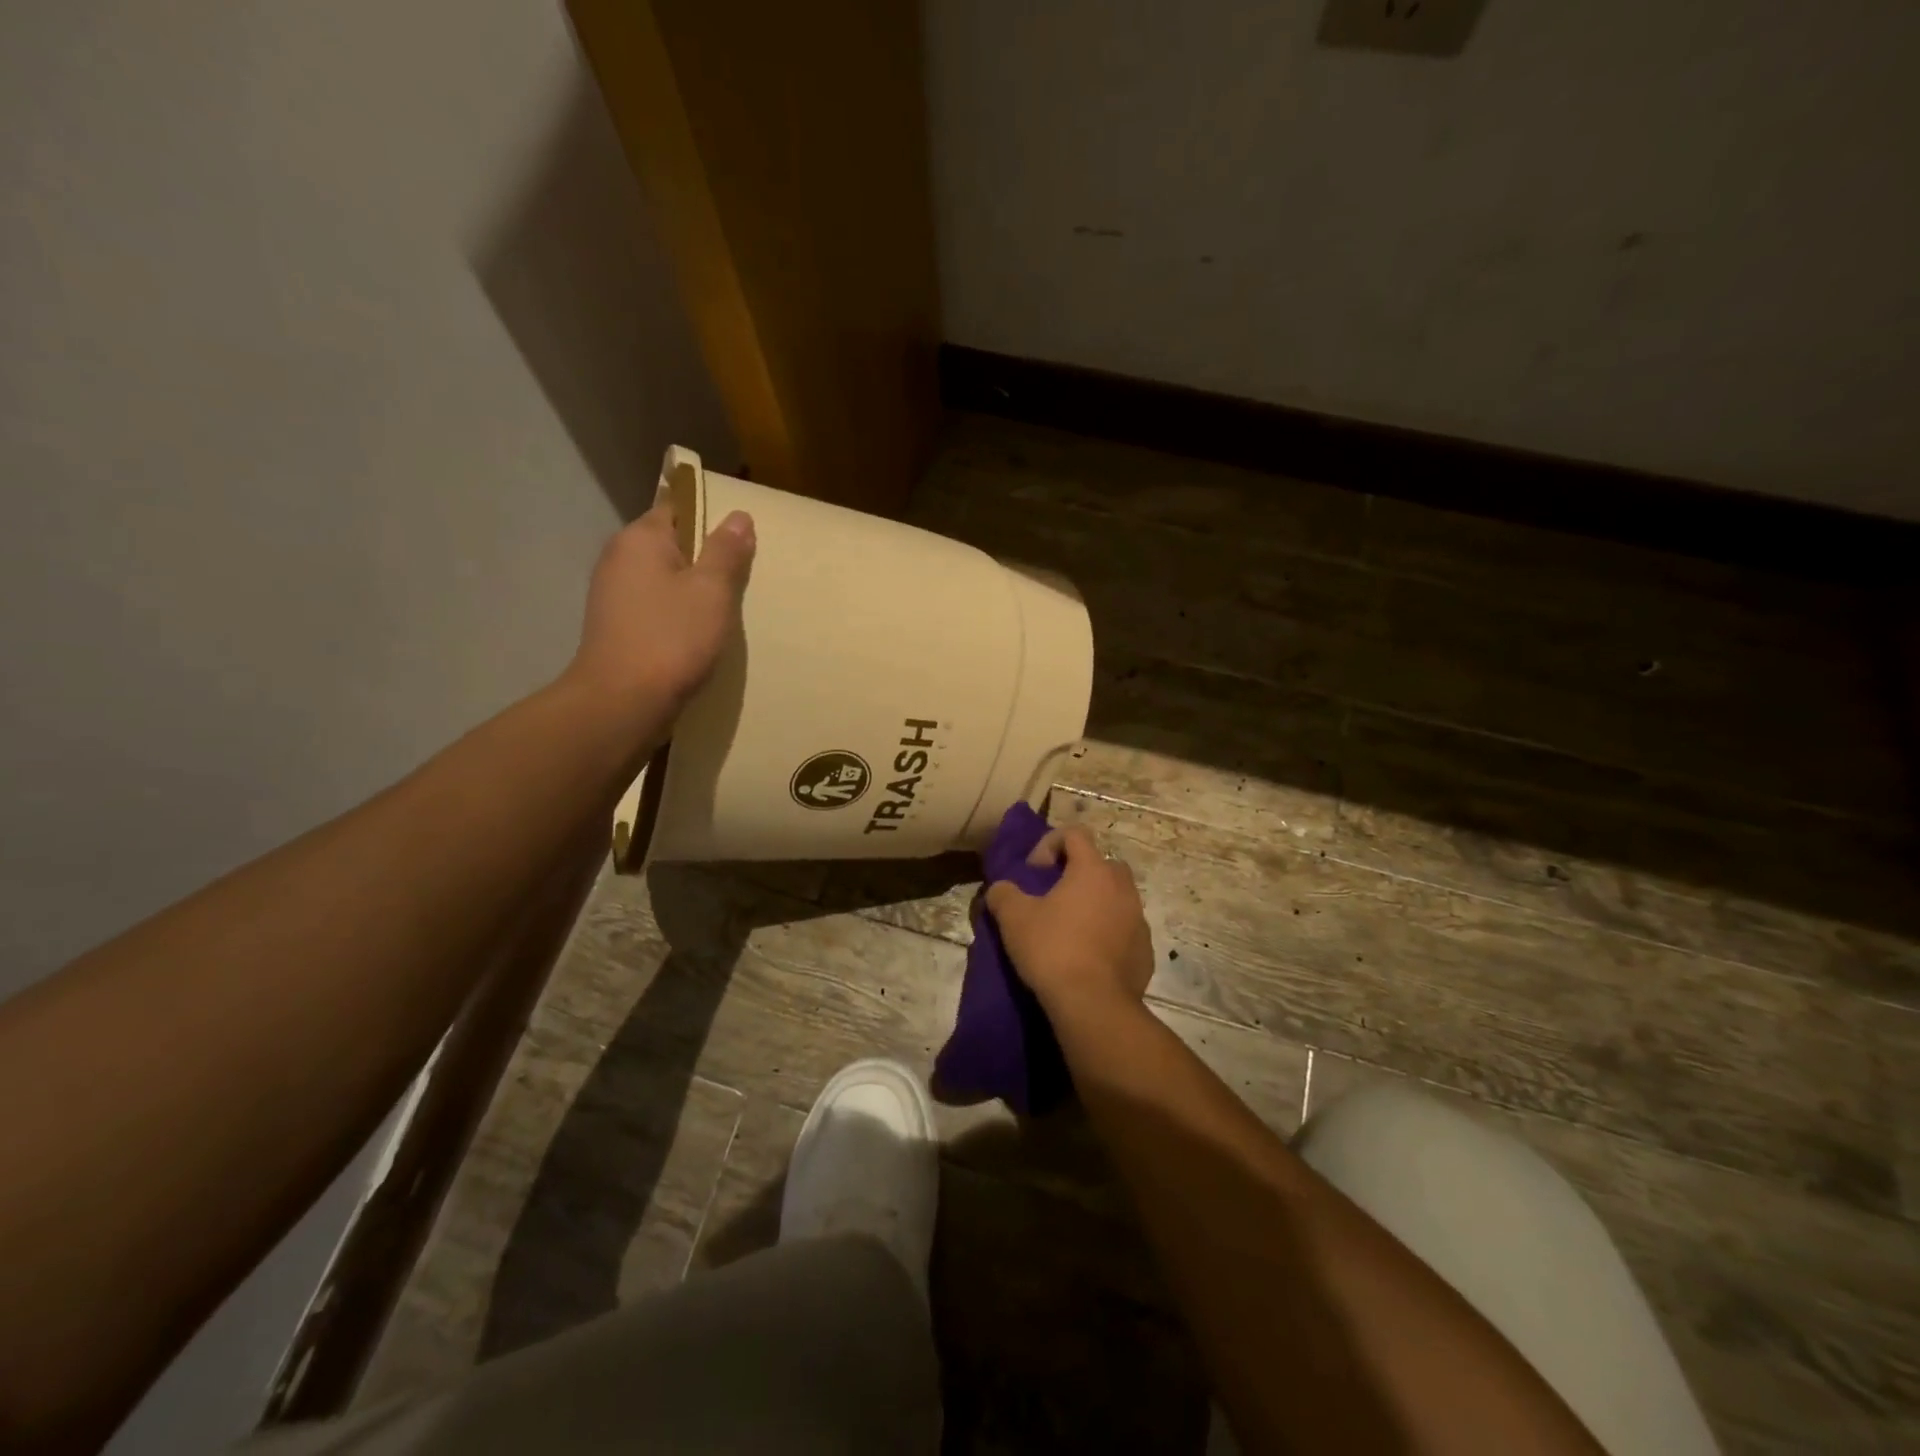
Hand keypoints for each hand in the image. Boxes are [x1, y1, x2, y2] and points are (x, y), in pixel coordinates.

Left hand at [565, 500, 755, 724]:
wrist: (623, 702)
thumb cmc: (672, 638)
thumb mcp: (711, 591)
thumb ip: (726, 551)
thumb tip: (738, 516)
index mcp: (640, 539)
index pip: (678, 507)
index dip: (710, 518)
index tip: (740, 540)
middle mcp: (620, 558)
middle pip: (672, 544)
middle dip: (705, 558)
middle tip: (742, 578)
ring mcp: (614, 595)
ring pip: (665, 578)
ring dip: (694, 590)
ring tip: (726, 610)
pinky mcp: (618, 627)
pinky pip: (656, 607)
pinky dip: (679, 614)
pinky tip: (700, 635)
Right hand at [986, 826, 1155, 1023]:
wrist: (1093, 1005)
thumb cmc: (1053, 950)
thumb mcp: (1013, 918)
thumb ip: (1003, 893)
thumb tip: (1000, 889)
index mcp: (1093, 870)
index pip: (1075, 833)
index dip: (1050, 844)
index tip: (1034, 872)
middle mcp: (1122, 887)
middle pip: (1101, 864)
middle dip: (1078, 873)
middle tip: (1054, 897)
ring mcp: (1139, 919)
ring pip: (1117, 897)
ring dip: (1095, 904)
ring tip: (1071, 929)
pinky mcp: (1146, 951)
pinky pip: (1125, 930)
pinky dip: (1108, 934)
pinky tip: (1088, 957)